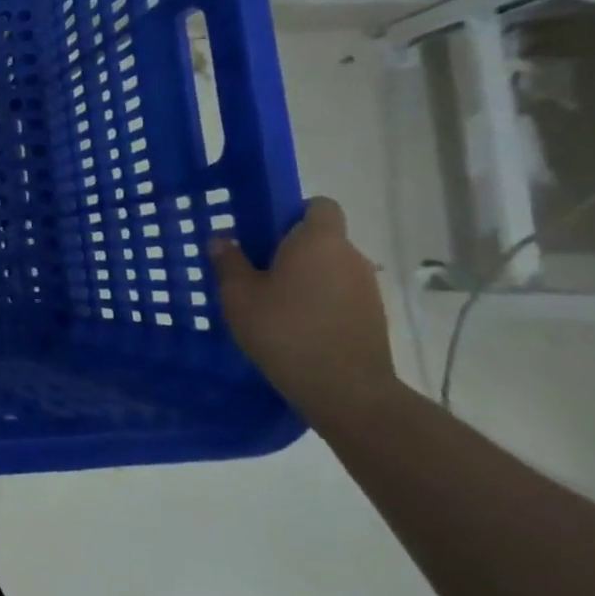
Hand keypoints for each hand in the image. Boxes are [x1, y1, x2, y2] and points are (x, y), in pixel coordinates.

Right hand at [208, 196, 399, 421]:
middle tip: (256, 270)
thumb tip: (221, 239)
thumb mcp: (239, 296)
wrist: (346, 390)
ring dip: (306, 277)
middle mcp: (350, 256)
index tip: (265, 232)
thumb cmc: (285, 330)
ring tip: (272, 302)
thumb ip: (228, 262)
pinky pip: (339, 294)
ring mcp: (367, 287)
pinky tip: (295, 325)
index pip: (319, 205)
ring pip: (330, 268)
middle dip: (291, 249)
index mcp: (318, 241)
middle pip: (321, 238)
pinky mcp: (372, 316)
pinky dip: (319, 301)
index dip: (293, 212)